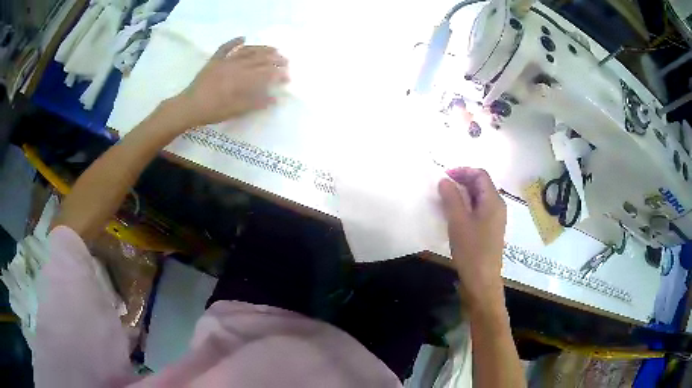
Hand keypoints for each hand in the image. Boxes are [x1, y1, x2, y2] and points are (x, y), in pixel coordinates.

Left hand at [173, 37, 288, 127]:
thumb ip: (255, 103)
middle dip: (274, 59)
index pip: (265, 73)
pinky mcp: (214, 61)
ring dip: (261, 48)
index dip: (278, 73)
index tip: (287, 77)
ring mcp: (225, 61)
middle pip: (259, 59)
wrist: (189, 107)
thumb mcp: (235, 111)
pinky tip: (243, 38)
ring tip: (273, 48)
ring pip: (246, 51)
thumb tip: (274, 99)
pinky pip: (225, 48)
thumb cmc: (212, 111)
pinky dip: (234, 42)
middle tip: (285, 61)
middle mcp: (236, 65)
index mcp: (242, 78)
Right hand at [438, 167, 506, 308]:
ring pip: (480, 198)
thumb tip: (444, 180)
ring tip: (446, 200)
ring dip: (464, 194)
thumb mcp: (458, 221)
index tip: (444, 176)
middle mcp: (498, 206)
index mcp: (493, 200)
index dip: (463, 171)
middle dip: (463, 181)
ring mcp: (495, 219)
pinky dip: (467, 206)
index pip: (480, 174)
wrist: (482, 280)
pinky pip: (479, 210)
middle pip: (482, 184)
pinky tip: (455, 216)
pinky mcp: (490, 230)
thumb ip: (451, 197)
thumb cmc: (471, 249)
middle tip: (443, 187)